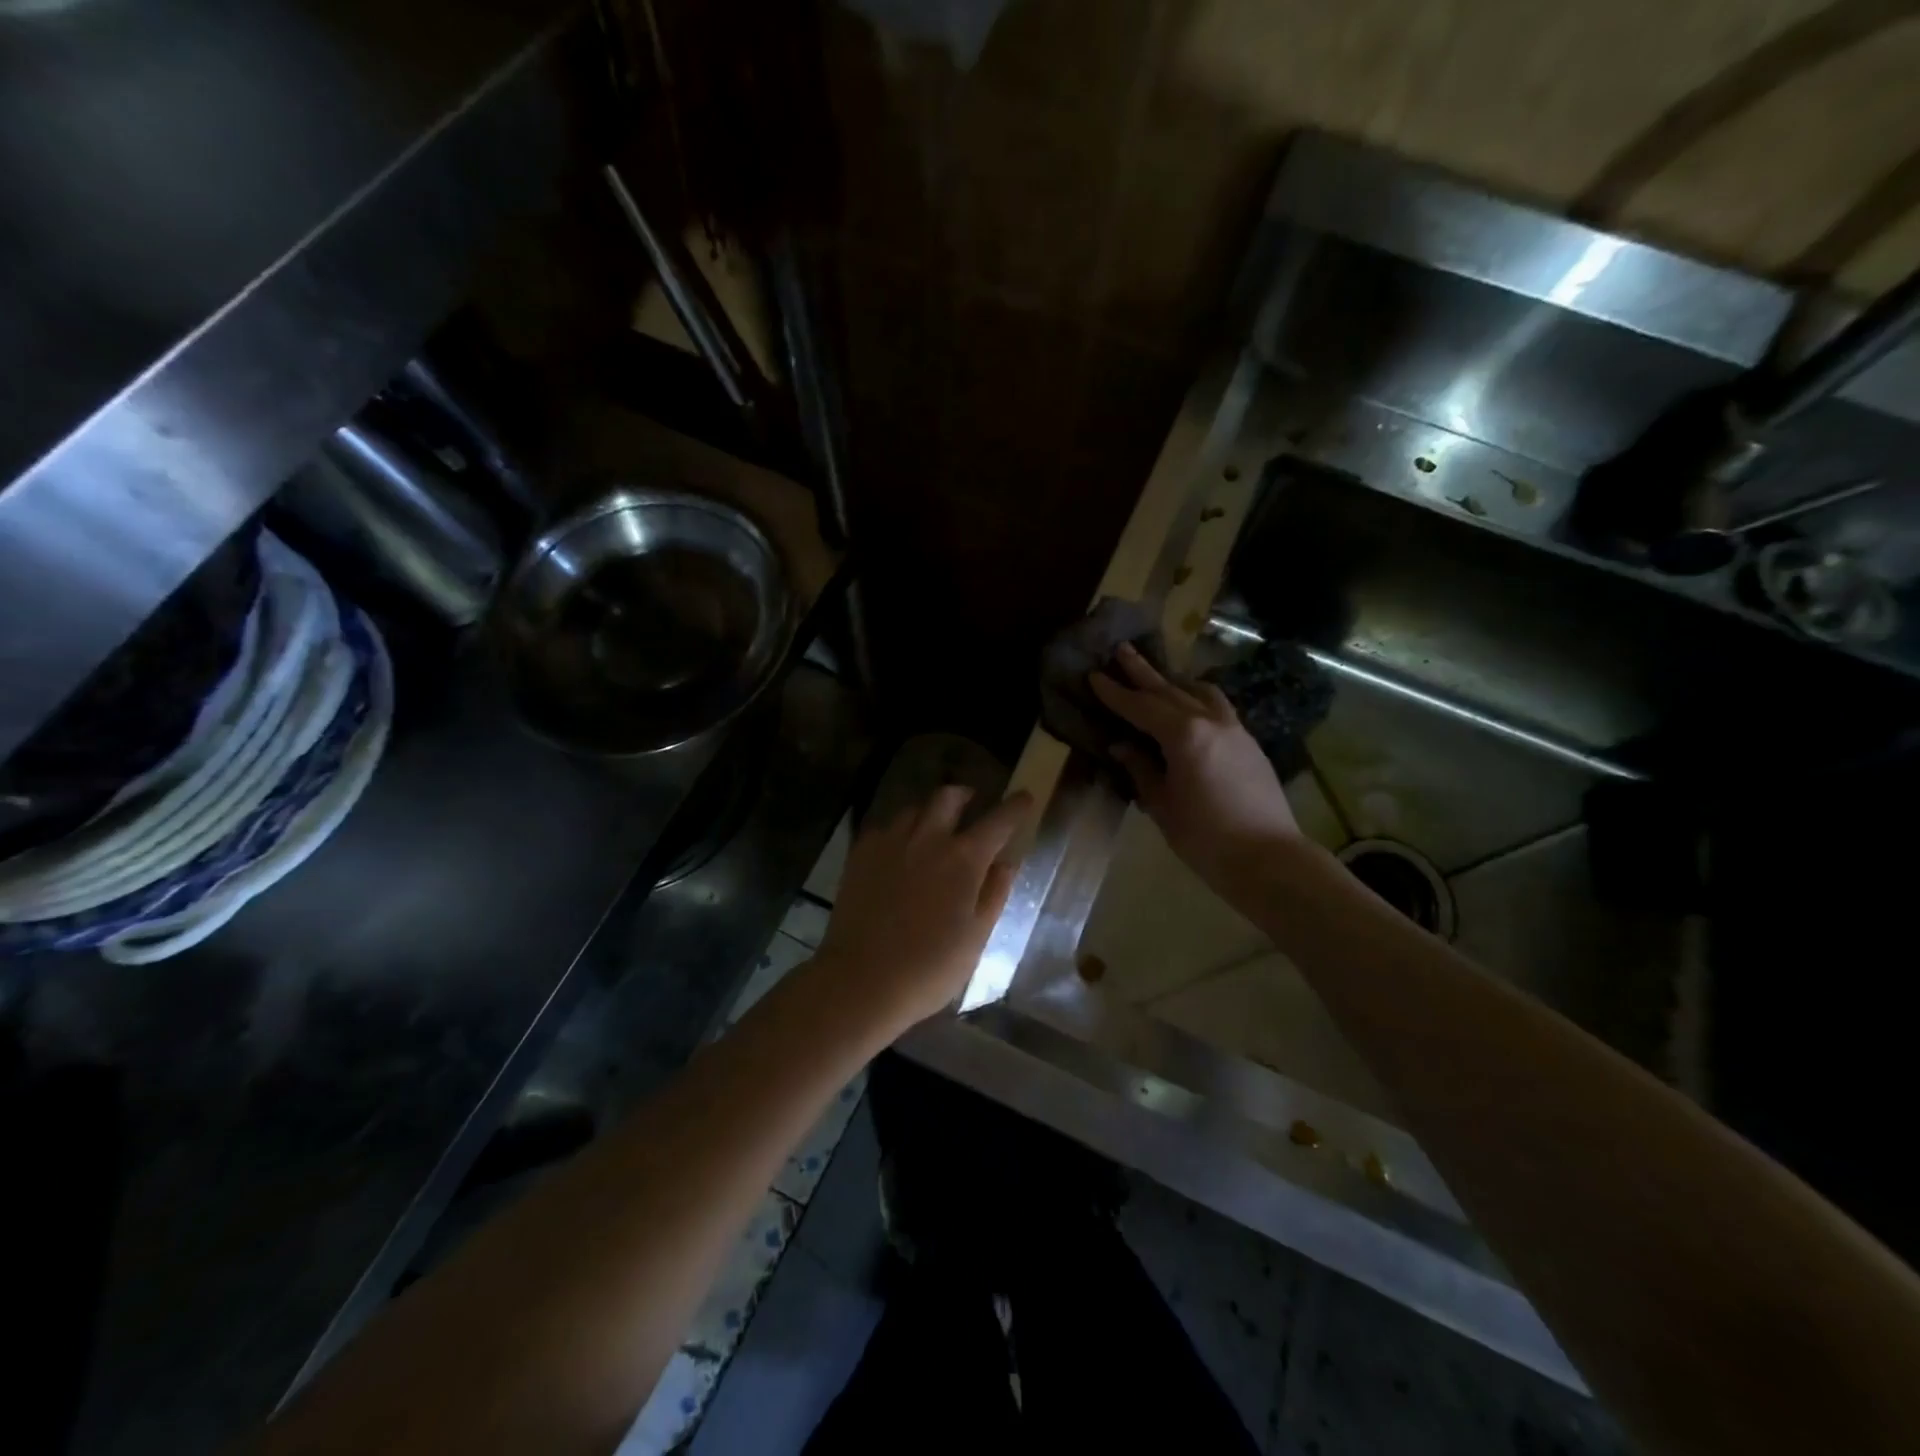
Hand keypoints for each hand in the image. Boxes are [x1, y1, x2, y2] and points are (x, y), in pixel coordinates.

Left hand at [812, 786, 1032, 1034]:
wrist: (861, 980)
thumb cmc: (929, 968)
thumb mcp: (976, 937)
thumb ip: (994, 894)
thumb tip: (1006, 862)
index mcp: (964, 859)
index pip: (998, 821)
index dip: (1015, 806)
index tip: (1024, 797)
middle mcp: (928, 839)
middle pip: (948, 797)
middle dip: (965, 795)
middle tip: (972, 803)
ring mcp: (890, 843)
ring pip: (914, 808)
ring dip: (930, 812)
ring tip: (933, 827)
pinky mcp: (860, 854)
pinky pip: (885, 827)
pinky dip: (900, 830)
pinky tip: (899, 848)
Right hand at [1090, 642, 1304, 895]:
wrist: (1268, 858)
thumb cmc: (1205, 837)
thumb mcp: (1162, 805)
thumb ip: (1141, 770)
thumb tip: (1122, 746)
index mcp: (1183, 735)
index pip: (1141, 707)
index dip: (1115, 693)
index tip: (1095, 675)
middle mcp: (1209, 721)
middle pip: (1170, 690)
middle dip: (1143, 672)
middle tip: (1122, 650)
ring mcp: (1234, 729)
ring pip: (1201, 694)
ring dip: (1176, 682)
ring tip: (1160, 675)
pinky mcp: (1249, 743)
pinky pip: (1219, 708)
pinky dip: (1199, 699)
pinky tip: (1192, 707)